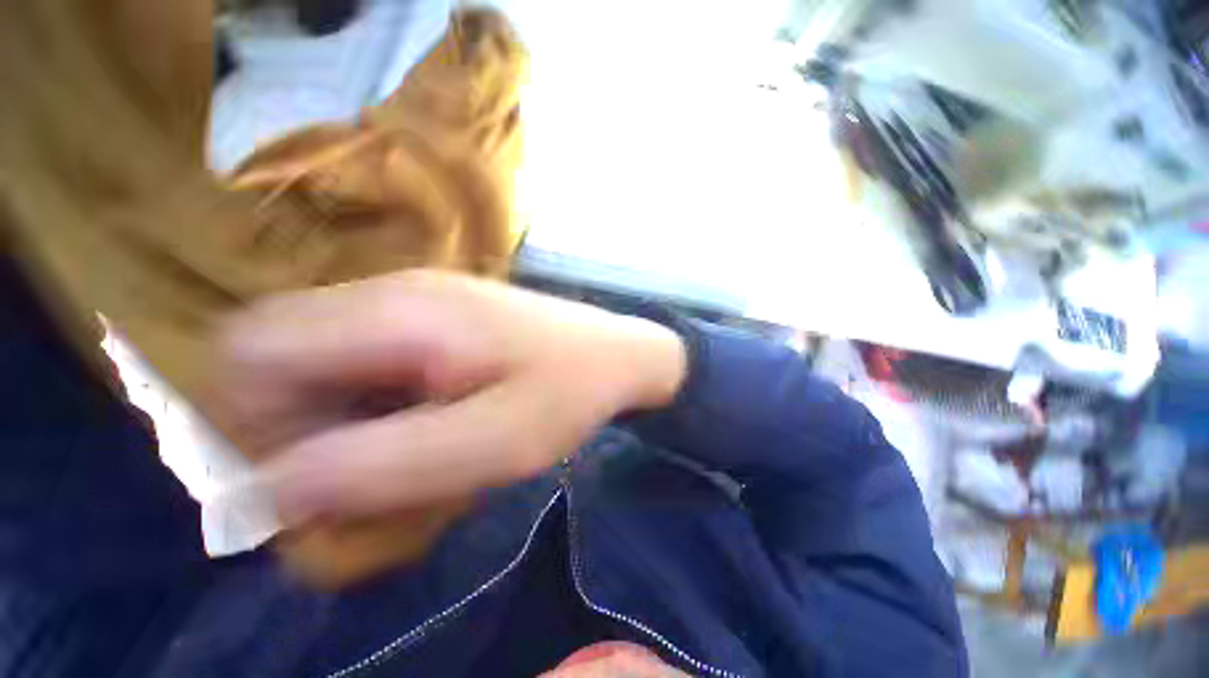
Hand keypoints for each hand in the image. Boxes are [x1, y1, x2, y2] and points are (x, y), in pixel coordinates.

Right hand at [217, 270, 685, 522]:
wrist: (617, 354)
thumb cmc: (570, 392)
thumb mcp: (492, 442)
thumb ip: (380, 465)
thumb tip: (267, 488)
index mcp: (401, 314)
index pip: (253, 350)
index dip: (253, 420)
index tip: (314, 471)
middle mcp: (397, 291)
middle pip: (278, 350)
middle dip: (294, 419)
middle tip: (363, 464)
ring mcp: (420, 297)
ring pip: (320, 354)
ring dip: (336, 410)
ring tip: (402, 444)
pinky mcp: (441, 314)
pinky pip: (367, 354)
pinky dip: (371, 395)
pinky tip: (424, 416)